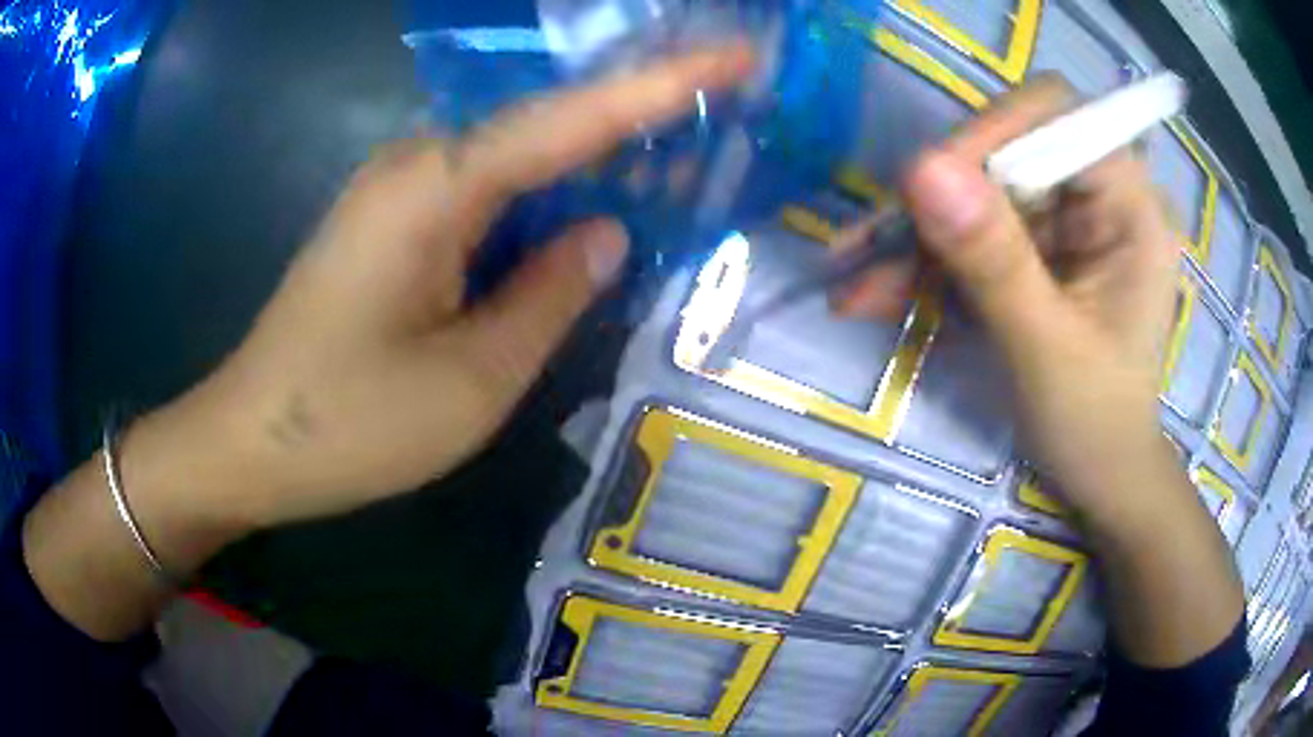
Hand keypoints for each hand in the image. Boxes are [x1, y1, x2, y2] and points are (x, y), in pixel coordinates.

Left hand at [130, 44, 756, 530]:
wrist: (250, 443)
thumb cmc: (348, 425)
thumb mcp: (471, 380)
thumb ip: (549, 296)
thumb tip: (604, 234)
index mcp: (436, 187)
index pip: (572, 117)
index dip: (663, 83)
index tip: (736, 55)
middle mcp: (419, 166)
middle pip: (548, 123)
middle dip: (639, 115)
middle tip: (725, 112)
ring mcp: (401, 193)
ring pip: (520, 159)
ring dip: (595, 161)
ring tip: (678, 169)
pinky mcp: (394, 226)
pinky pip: (488, 195)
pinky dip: (546, 200)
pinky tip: (586, 214)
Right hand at [839, 77, 1179, 523]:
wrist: (1102, 474)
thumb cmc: (1096, 424)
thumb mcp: (1047, 349)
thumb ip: (994, 261)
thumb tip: (918, 169)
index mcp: (1132, 208)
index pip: (1057, 117)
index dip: (990, 133)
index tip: (924, 185)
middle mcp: (1099, 197)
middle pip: (1006, 150)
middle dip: (939, 199)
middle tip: (871, 247)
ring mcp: (1066, 221)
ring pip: (977, 193)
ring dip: (917, 239)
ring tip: (858, 289)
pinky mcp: (1038, 246)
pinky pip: (972, 232)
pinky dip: (926, 264)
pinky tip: (878, 297)